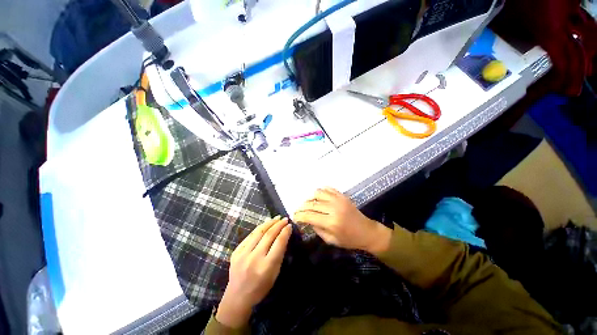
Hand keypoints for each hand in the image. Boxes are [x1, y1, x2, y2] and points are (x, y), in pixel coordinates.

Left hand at [216, 217, 291, 327]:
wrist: (237, 297)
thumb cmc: (260, 287)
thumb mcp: (275, 274)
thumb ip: (279, 254)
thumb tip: (283, 236)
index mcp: (266, 266)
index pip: (278, 243)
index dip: (285, 232)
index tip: (290, 225)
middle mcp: (254, 258)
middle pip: (269, 235)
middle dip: (278, 224)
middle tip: (285, 219)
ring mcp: (243, 254)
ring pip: (258, 232)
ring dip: (269, 223)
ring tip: (276, 218)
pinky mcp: (236, 251)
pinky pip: (250, 235)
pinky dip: (259, 228)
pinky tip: (265, 224)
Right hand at [293, 187, 390, 254]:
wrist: (367, 231)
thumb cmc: (349, 240)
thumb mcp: (331, 240)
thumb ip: (317, 229)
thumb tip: (307, 219)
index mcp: (331, 222)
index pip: (309, 215)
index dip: (299, 215)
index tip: (294, 217)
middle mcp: (333, 208)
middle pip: (311, 203)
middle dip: (302, 207)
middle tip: (298, 211)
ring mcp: (338, 199)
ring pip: (318, 193)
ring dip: (310, 198)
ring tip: (309, 204)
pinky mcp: (342, 196)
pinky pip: (328, 189)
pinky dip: (321, 191)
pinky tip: (319, 198)